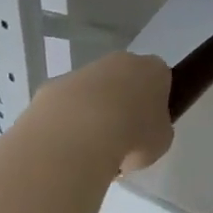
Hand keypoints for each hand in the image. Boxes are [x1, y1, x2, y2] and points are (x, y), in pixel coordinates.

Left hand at [41, 51, 172, 172]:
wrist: (79, 136)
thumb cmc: (132, 135)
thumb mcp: (160, 142)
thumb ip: (157, 131)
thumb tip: (144, 134)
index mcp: (153, 69)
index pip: (159, 80)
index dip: (154, 104)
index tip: (148, 128)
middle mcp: (120, 61)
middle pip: (124, 81)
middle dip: (122, 105)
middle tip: (120, 140)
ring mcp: (83, 71)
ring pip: (91, 93)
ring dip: (92, 115)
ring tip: (89, 151)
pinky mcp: (52, 86)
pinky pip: (64, 106)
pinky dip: (65, 124)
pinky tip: (66, 148)